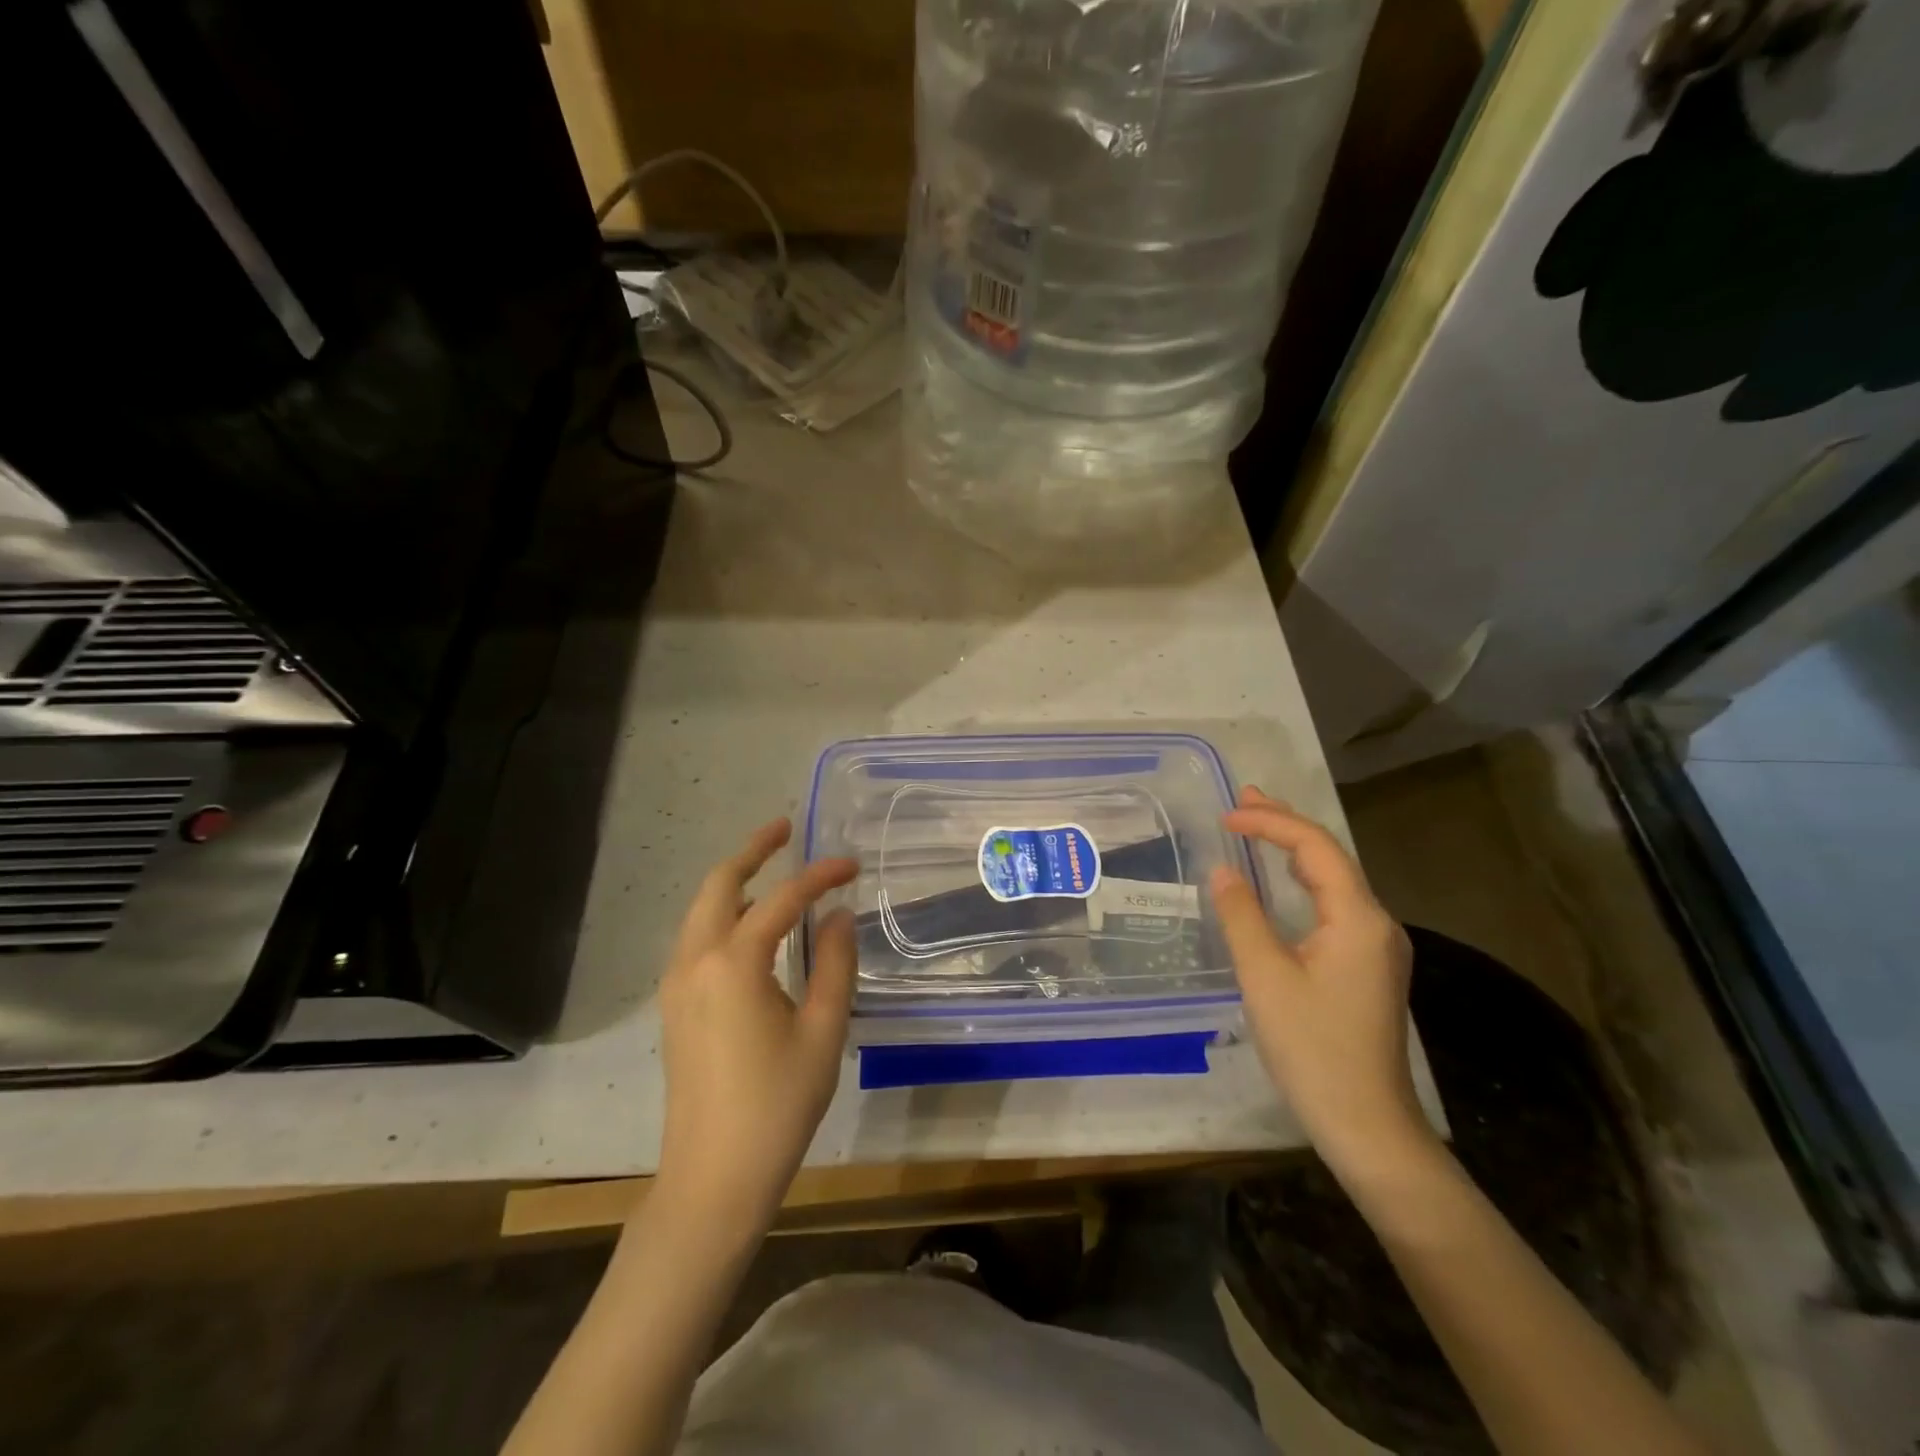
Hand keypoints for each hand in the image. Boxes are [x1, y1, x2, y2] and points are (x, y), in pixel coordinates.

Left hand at [654, 818, 857, 1232]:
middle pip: (720, 885)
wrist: (713, 1177)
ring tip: (771, 866)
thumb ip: (835, 964)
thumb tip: (838, 915)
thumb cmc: (777, 1105)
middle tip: (786, 829)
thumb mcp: (822, 1031)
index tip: (851, 865)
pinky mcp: (675, 1006)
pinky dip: (722, 911)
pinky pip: (696, 936)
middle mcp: (696, 960)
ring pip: (702, 909)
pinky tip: (752, 922)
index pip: (783, 899)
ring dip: (734, 880)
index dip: (820, 876)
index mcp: (734, 963)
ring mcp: (677, 983)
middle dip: (753, 851)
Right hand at [1209, 787, 1428, 1184]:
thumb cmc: (1313, 1049)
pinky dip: (1302, 881)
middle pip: (1330, 857)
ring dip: (1293, 850)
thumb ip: (1242, 916)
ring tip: (1256, 826)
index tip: (1226, 815)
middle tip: (1243, 799)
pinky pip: (1334, 905)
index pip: (1315, 848)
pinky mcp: (1367, 966)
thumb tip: (1223, 871)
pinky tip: (1282, 882)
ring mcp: (1376, 946)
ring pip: (1333, 880)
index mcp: (1358, 918)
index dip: (1271, 822)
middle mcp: (1376, 923)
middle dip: (1285, 824)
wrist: (1367, 1125)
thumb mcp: (1265, 978)